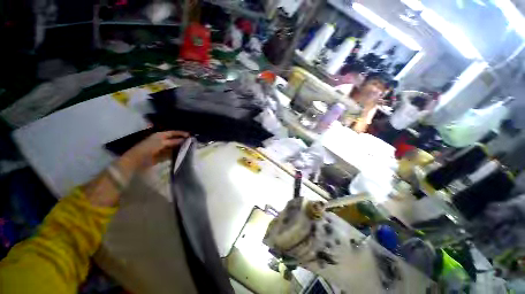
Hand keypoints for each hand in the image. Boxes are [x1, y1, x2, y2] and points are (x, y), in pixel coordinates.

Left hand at [121, 131, 189, 170]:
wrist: (137, 160)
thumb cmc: (149, 148)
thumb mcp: (162, 142)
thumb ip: (174, 141)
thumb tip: (184, 139)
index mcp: (160, 135)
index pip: (173, 133)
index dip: (181, 133)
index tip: (190, 135)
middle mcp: (162, 141)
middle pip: (174, 140)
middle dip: (182, 141)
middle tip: (192, 142)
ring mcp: (162, 149)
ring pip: (174, 147)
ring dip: (180, 147)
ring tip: (190, 148)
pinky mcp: (162, 156)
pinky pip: (172, 154)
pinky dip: (177, 154)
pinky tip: (183, 154)